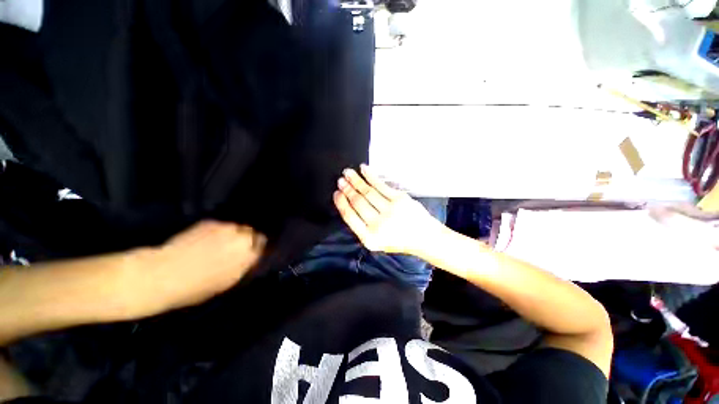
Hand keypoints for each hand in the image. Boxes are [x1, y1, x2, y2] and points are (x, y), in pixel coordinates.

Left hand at [124, 221, 265, 316]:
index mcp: (248, 253)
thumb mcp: (228, 281)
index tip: (249, 252)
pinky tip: (205, 239)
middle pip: (251, 233)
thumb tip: (251, 255)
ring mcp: (226, 227)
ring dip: (232, 234)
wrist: (163, 274)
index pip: (262, 244)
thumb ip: (244, 265)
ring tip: (218, 243)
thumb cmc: (197, 286)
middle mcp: (242, 237)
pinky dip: (218, 231)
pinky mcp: (210, 222)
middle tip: (233, 248)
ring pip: (236, 227)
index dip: (256, 248)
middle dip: (245, 239)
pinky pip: (221, 225)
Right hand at [333, 165, 442, 255]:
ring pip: (367, 192)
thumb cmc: (398, 240)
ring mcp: (390, 211)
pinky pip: (381, 185)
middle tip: (340, 180)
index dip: (341, 203)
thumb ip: (362, 227)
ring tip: (347, 172)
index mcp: (369, 238)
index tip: (336, 193)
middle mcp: (378, 225)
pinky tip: (363, 170)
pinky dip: (370, 176)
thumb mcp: (376, 241)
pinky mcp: (400, 199)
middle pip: (358, 202)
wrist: (424, 238)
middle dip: (347, 189)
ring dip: (356, 180)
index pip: (350, 217)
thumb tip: (348, 205)